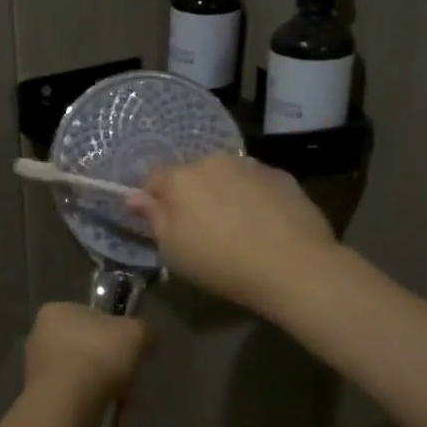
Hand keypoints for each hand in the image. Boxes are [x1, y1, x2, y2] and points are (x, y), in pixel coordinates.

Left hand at [23, 302, 150, 410]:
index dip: (115, 334)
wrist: (67, 403)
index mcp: (57, 310)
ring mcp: (35, 367)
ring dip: (104, 386)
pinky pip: (72, 396)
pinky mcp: (39, 396)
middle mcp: (40, 335)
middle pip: (88, 347)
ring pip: (82, 373)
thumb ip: (144, 331)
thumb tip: (148, 338)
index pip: (92, 317)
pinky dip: (90, 403)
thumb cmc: (98, 355)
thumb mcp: (135, 333)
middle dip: (112, 365)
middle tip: (130, 380)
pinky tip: (105, 412)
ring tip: (122, 401)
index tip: (131, 352)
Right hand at [130, 153, 335, 310]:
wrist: (293, 265)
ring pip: (227, 176)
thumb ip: (152, 218)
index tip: (166, 226)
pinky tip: (265, 226)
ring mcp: (251, 165)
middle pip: (193, 174)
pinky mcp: (283, 177)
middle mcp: (214, 161)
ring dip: (225, 194)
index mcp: (181, 178)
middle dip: (193, 195)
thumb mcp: (173, 251)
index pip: (155, 178)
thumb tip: (133, 197)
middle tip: (203, 230)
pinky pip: (257, 184)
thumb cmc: (220, 262)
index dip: (156, 201)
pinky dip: (255, 198)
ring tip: (238, 228)